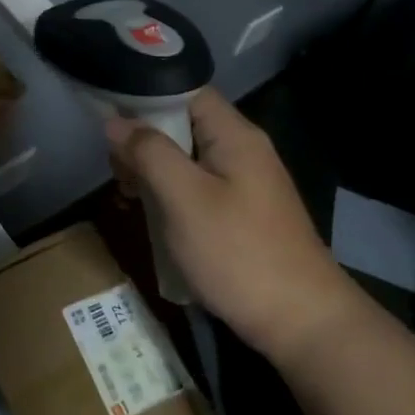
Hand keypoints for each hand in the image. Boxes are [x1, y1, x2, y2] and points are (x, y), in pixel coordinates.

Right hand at [107, 89, 362, 365]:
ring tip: (128, 194)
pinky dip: (172, 193)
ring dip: (154, 170)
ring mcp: (246, 183)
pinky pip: (199, 186)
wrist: (303, 324)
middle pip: (185, 124)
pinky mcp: (244, 213)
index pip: (186, 91)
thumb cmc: (239, 253)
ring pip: (189, 158)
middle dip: (145, 139)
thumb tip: (116, 121)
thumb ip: (149, 153)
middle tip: (116, 169)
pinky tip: (154, 216)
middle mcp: (244, 150)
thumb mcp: (185, 199)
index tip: (110, 116)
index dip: (147, 95)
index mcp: (235, 135)